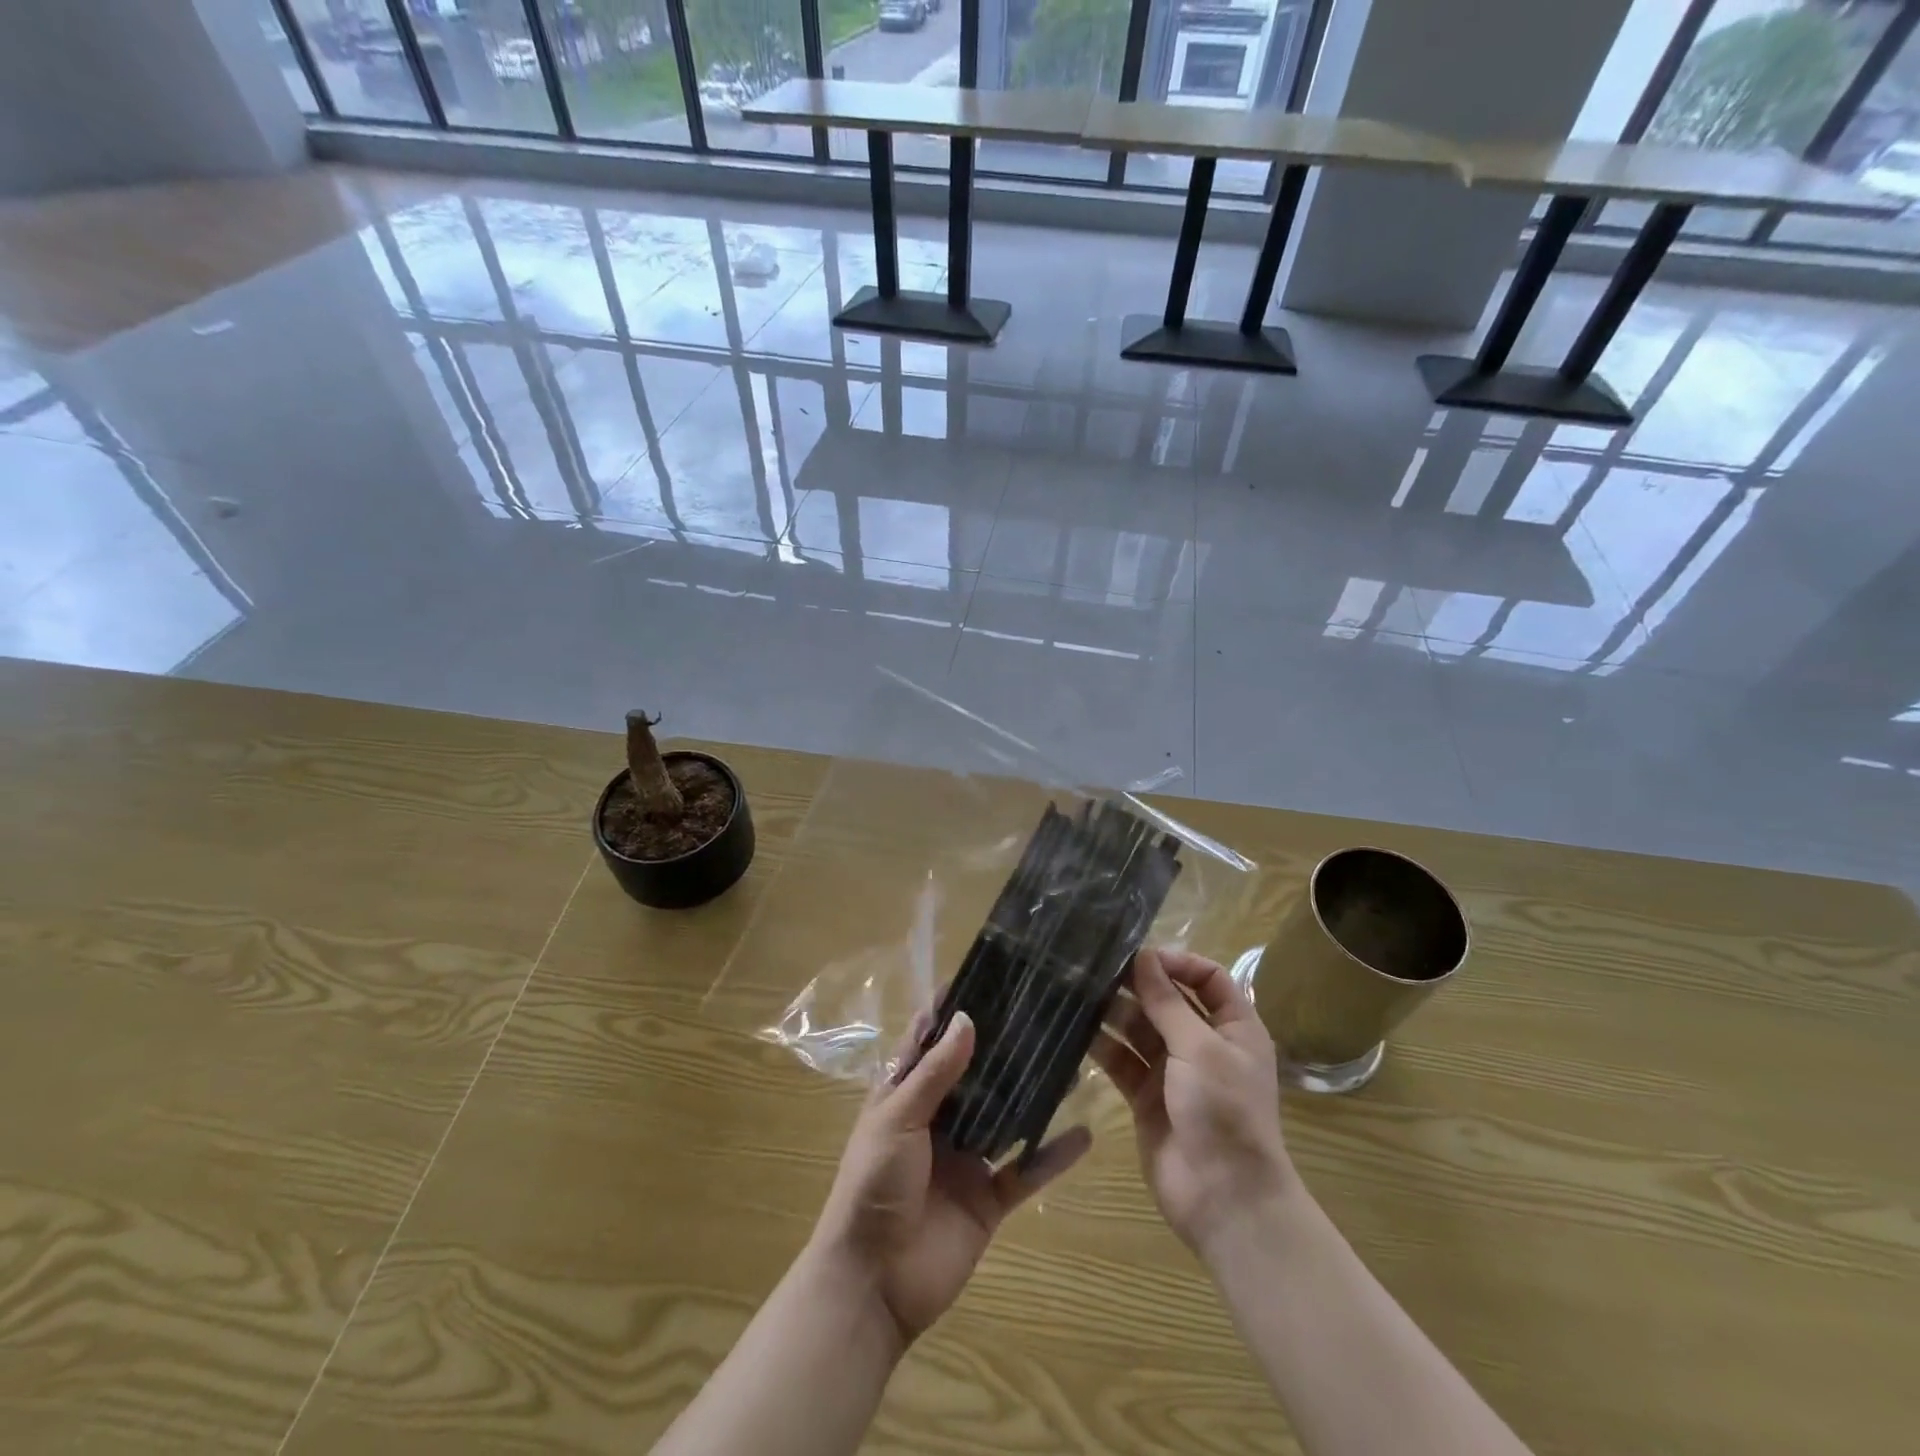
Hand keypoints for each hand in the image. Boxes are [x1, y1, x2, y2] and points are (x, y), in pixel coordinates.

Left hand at [810, 1011, 1092, 1344]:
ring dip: (1033, 1094)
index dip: (951, 1011)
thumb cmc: (873, 1185)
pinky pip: (1026, 1171)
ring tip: (1071, 1060)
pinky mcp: (988, 1198)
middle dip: (1002, 1047)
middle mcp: (939, 1120)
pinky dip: (1053, 1155)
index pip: (930, 1042)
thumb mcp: (897, 1119)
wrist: (874, 1284)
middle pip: (975, 1075)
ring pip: (1006, 1116)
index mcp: (906, 1096)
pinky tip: (1085, 1133)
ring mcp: (966, 1159)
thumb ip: (935, 1073)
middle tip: (1042, 1012)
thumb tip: (967, 1018)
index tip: (985, 977)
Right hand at [1093, 948, 1294, 1256]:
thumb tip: (1143, 956)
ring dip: (1115, 1012)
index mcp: (1234, 1027)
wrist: (1224, 1199)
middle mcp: (1204, 1044)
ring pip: (1140, 1029)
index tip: (1141, 956)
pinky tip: (1075, 1030)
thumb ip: (1167, 1002)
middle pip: (1168, 1001)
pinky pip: (1122, 1061)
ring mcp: (1173, 1071)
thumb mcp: (1199, 1048)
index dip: (1178, 961)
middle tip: (1096, 968)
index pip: (1208, 978)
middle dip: (1137, 984)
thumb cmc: (1224, 1111)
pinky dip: (1102, 1046)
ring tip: (1079, 992)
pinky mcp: (1146, 1097)